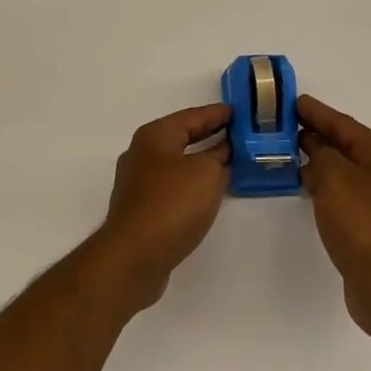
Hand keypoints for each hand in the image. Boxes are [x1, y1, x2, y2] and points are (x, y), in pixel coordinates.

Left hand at [96, 104, 231, 310]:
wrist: (133, 257)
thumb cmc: (172, 204)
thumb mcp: (206, 173)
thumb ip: (218, 157)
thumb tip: (221, 153)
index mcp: (155, 136)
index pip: (192, 116)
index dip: (216, 114)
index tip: (237, 112)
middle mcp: (142, 154)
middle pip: (181, 138)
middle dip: (208, 135)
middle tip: (236, 134)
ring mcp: (138, 183)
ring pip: (176, 164)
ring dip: (200, 162)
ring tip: (227, 163)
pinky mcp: (140, 210)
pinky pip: (172, 186)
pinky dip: (191, 183)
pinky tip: (206, 193)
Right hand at [299, 95, 370, 344]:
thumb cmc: (362, 223)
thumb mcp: (335, 177)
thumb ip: (320, 154)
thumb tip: (313, 147)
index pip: (342, 123)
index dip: (316, 111)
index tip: (291, 101)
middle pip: (342, 143)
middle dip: (313, 132)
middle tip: (281, 124)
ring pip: (339, 168)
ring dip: (314, 158)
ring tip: (284, 150)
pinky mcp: (365, 223)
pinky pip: (337, 191)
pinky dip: (319, 182)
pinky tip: (301, 183)